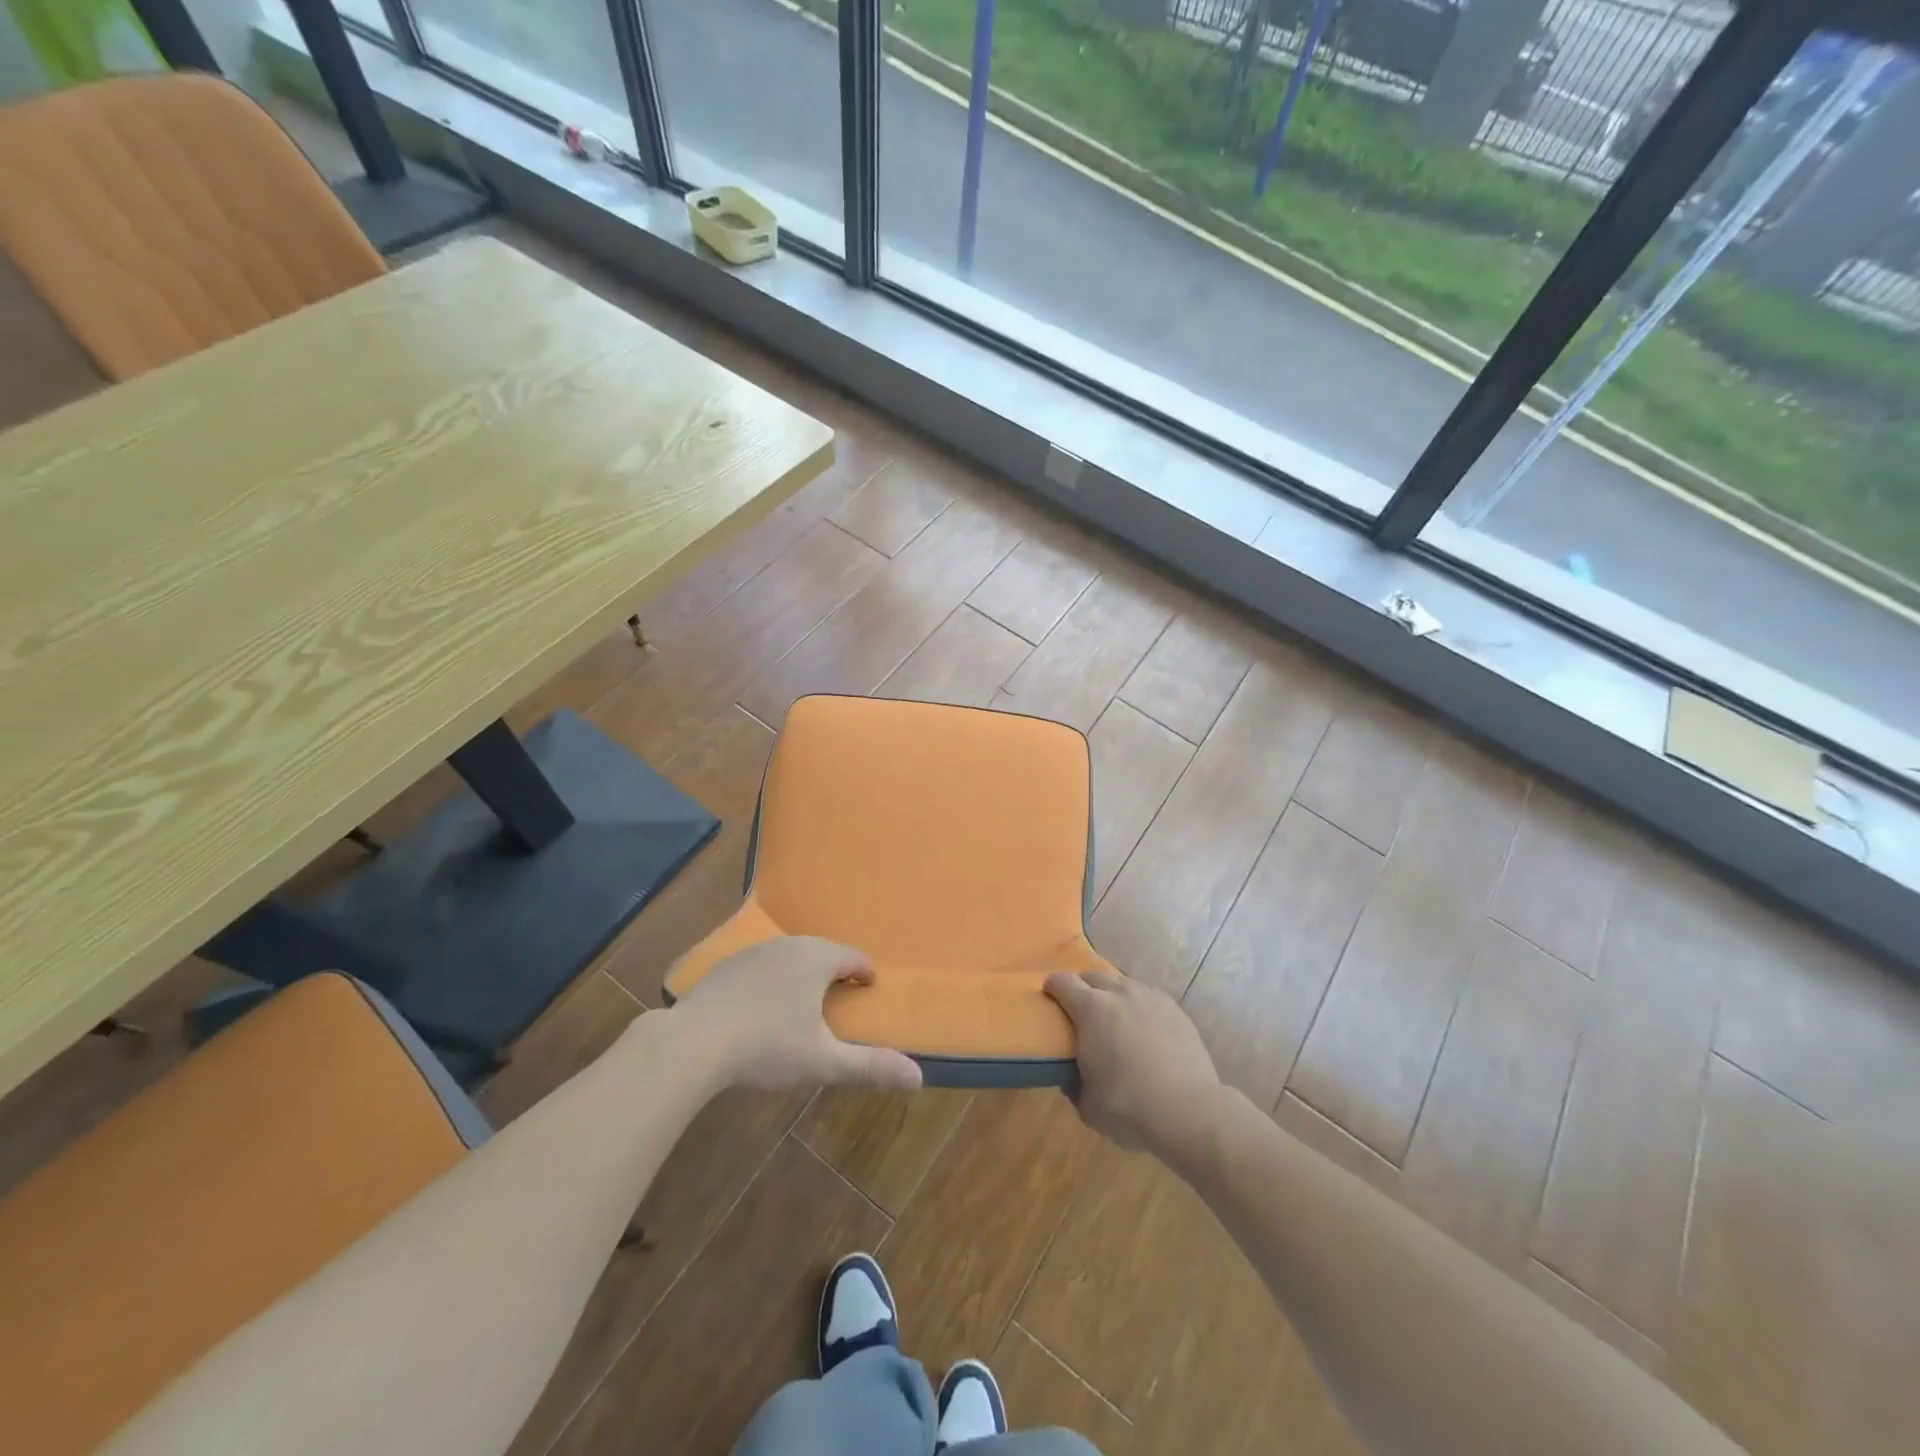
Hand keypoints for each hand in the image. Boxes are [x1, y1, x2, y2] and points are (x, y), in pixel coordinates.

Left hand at [672, 937, 922, 1092]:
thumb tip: (919, 1077)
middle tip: (841, 994)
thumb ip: (870, 1067)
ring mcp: (756, 951)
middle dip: (836, 969)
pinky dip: (773, 976)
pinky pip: (763, 963)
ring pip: (792, 954)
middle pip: (823, 951)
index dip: (865, 972)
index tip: (868, 987)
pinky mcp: (728, 963)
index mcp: (818, 960)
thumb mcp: (823, 1062)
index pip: (854, 957)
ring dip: (804, 970)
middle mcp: (790, 945)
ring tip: (805, 998)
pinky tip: (763, 1003)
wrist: (694, 1041)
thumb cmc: (767, 1047)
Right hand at [1045, 970, 1220, 1156]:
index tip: (1050, 997)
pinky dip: (1137, 1004)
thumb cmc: (1129, 1107)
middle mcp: (1119, 992)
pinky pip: (1147, 995)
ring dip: (1111, 993)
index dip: (1052, 987)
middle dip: (1082, 987)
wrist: (1189, 1111)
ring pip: (1122, 982)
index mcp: (1091, 1009)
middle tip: (1080, 1009)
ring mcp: (1150, 996)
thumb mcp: (1087, 1105)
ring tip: (1113, 1016)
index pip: (1063, 982)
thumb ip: (1074, 1085)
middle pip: (1093, 976)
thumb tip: (1071, 1078)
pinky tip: (1141, 1025)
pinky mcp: (1174, 1008)